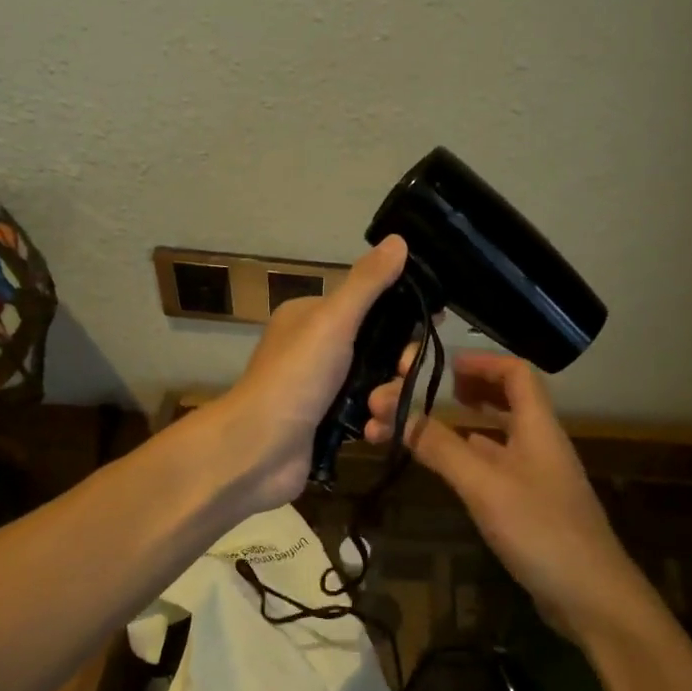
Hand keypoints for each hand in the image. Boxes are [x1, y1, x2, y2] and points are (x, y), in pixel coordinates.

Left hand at [217, 235, 408, 511]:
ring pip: (379, 385)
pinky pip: (369, 417)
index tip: (435, 324)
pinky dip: (375, 425)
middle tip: (402, 375)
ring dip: (387, 400)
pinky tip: (369, 433)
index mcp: (314, 317)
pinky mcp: (329, 425)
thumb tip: (399, 240)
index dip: (404, 314)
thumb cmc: (295, 377)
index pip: (371, 305)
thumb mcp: (333, 321)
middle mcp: (318, 349)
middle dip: (397, 366)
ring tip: (375, 413)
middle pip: (381, 349)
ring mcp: (324, 389)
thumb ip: (367, 284)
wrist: (257, 450)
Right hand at [364, 349, 654, 641]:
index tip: (443, 365)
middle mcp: (539, 444)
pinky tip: (447, 466)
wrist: (591, 597)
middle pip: (506, 400)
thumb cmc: (541, 530)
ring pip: (497, 435)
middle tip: (426, 393)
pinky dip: (469, 457)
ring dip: (461, 425)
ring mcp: (537, 477)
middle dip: (465, 390)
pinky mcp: (531, 506)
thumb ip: (441, 448)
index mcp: (537, 427)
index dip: (481, 362)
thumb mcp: (484, 485)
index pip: (516, 373)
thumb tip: (396, 411)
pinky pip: (496, 466)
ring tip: (421, 425)